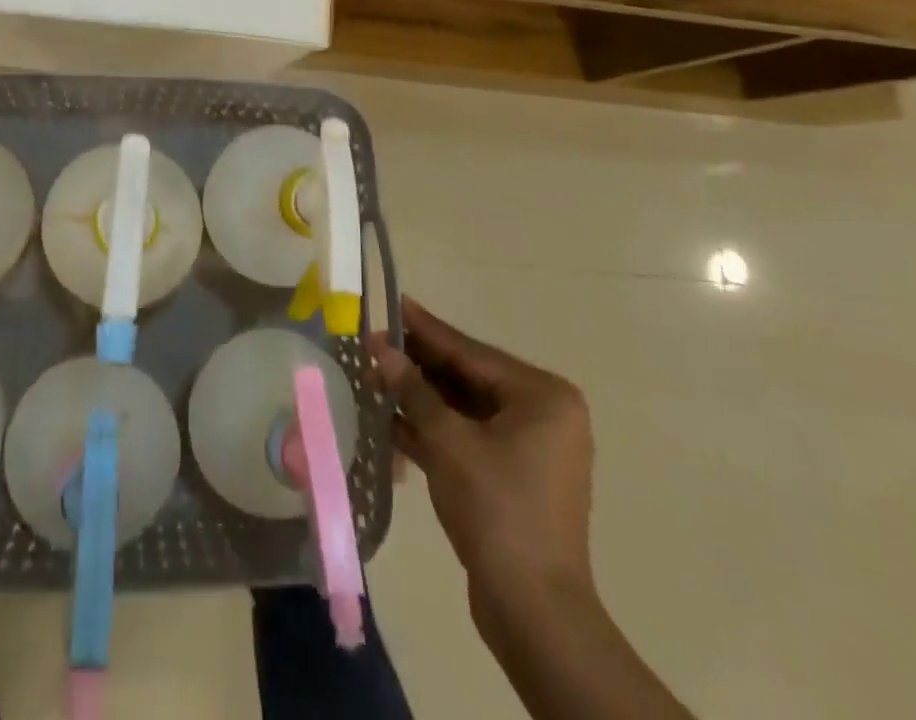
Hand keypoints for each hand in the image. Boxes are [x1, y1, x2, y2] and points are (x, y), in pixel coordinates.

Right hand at [372, 297, 595, 648]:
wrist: (534, 613)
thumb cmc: (498, 511)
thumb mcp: (449, 442)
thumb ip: (414, 391)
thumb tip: (382, 349)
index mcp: (542, 396)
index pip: (471, 352)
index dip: (426, 329)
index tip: (394, 303)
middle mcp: (542, 414)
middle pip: (467, 378)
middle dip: (418, 366)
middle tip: (373, 343)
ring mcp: (529, 447)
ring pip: (463, 409)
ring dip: (420, 398)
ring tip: (373, 377)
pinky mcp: (512, 476)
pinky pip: (467, 437)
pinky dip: (432, 430)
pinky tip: (388, 420)